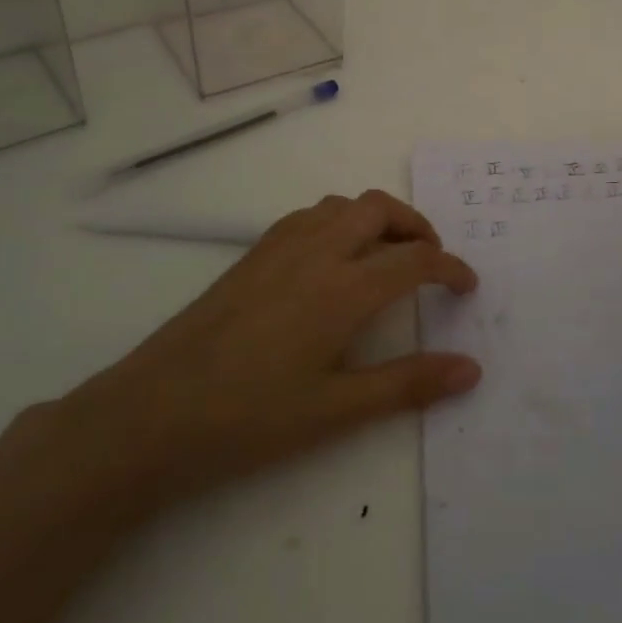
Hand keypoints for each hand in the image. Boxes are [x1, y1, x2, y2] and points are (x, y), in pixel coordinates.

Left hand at [60, 190, 480, 510]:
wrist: (151, 414)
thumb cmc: (249, 418)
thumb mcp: (336, 411)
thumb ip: (407, 384)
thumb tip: (471, 369)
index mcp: (343, 288)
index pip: (414, 259)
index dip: (450, 268)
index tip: (467, 286)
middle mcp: (316, 251)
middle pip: (380, 209)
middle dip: (416, 225)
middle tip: (431, 260)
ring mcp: (279, 247)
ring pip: (343, 204)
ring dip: (377, 218)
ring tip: (386, 255)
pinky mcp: (252, 254)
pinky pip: (310, 215)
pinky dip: (340, 220)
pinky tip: (332, 260)